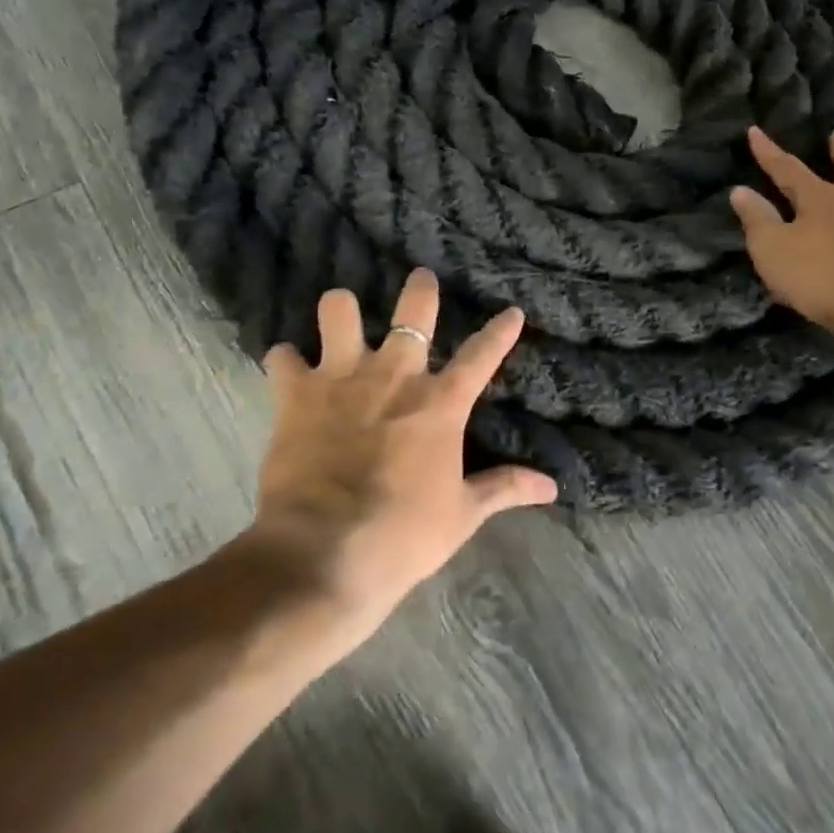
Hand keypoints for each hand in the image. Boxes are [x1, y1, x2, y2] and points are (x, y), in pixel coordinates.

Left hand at [247, 269, 556, 632]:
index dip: (501, 331)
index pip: (482, 355)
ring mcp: (342, 378)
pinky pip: (282, 358)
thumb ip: (504, 488)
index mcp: (440, 403)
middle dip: (420, 288)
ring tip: (340, 318)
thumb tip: (551, 487)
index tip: (512, 312)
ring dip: (340, 312)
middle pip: (414, 310)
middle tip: (420, 278)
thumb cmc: (403, 536)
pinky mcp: (296, 394)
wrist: (325, 553)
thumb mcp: (462, 515)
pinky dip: (285, 362)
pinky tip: (287, 370)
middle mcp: (394, 375)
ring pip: (339, 310)